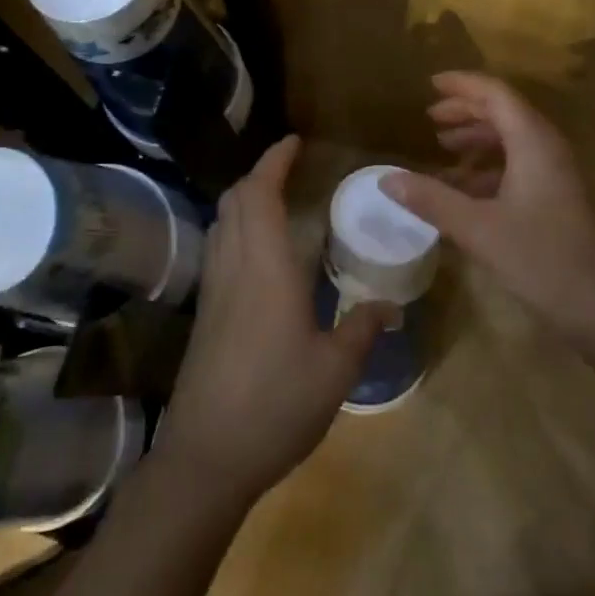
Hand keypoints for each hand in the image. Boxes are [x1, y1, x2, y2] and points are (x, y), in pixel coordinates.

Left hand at [155, 137, 389, 505]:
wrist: (207, 455)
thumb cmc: (276, 404)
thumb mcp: (334, 370)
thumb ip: (362, 329)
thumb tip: (390, 306)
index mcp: (266, 267)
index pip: (261, 194)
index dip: (274, 161)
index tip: (293, 141)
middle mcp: (234, 266)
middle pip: (235, 200)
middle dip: (259, 174)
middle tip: (289, 169)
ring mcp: (214, 288)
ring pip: (221, 222)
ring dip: (244, 199)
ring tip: (275, 201)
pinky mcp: (205, 312)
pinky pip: (218, 248)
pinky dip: (235, 228)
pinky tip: (258, 253)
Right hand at [383, 72, 594, 345]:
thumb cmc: (544, 259)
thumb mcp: (479, 229)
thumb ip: (432, 200)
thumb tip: (386, 179)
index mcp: (533, 141)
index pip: (496, 94)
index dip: (462, 85)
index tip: (430, 84)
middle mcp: (548, 148)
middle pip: (505, 112)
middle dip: (467, 110)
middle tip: (431, 118)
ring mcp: (557, 175)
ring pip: (513, 140)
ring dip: (478, 139)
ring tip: (443, 149)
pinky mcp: (559, 199)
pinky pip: (520, 166)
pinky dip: (490, 168)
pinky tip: (466, 190)